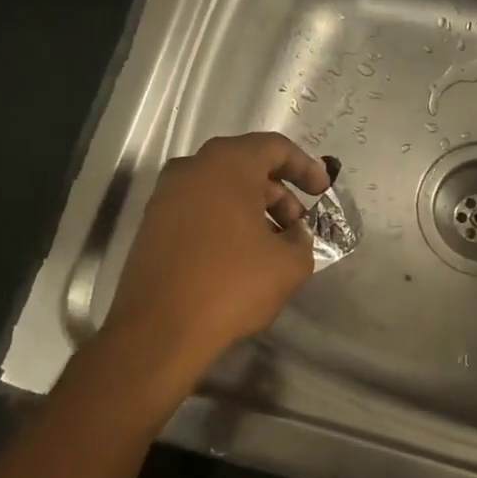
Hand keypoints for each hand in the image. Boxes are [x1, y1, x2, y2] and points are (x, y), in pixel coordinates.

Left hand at [104, 133, 331, 372]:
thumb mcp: (290, 264)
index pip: (274, 147)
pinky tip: (242, 256)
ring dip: (253, 209)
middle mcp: (191, 168)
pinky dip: (226, 221)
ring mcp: (166, 195)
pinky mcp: (153, 223)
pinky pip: (200, 208)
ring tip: (274, 246)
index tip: (323, 193)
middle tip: (299, 227)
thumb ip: (303, 238)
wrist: (159, 330)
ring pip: (221, 189)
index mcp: (227, 165)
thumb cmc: (231, 286)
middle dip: (280, 193)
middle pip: (246, 166)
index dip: (305, 167)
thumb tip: (294, 234)